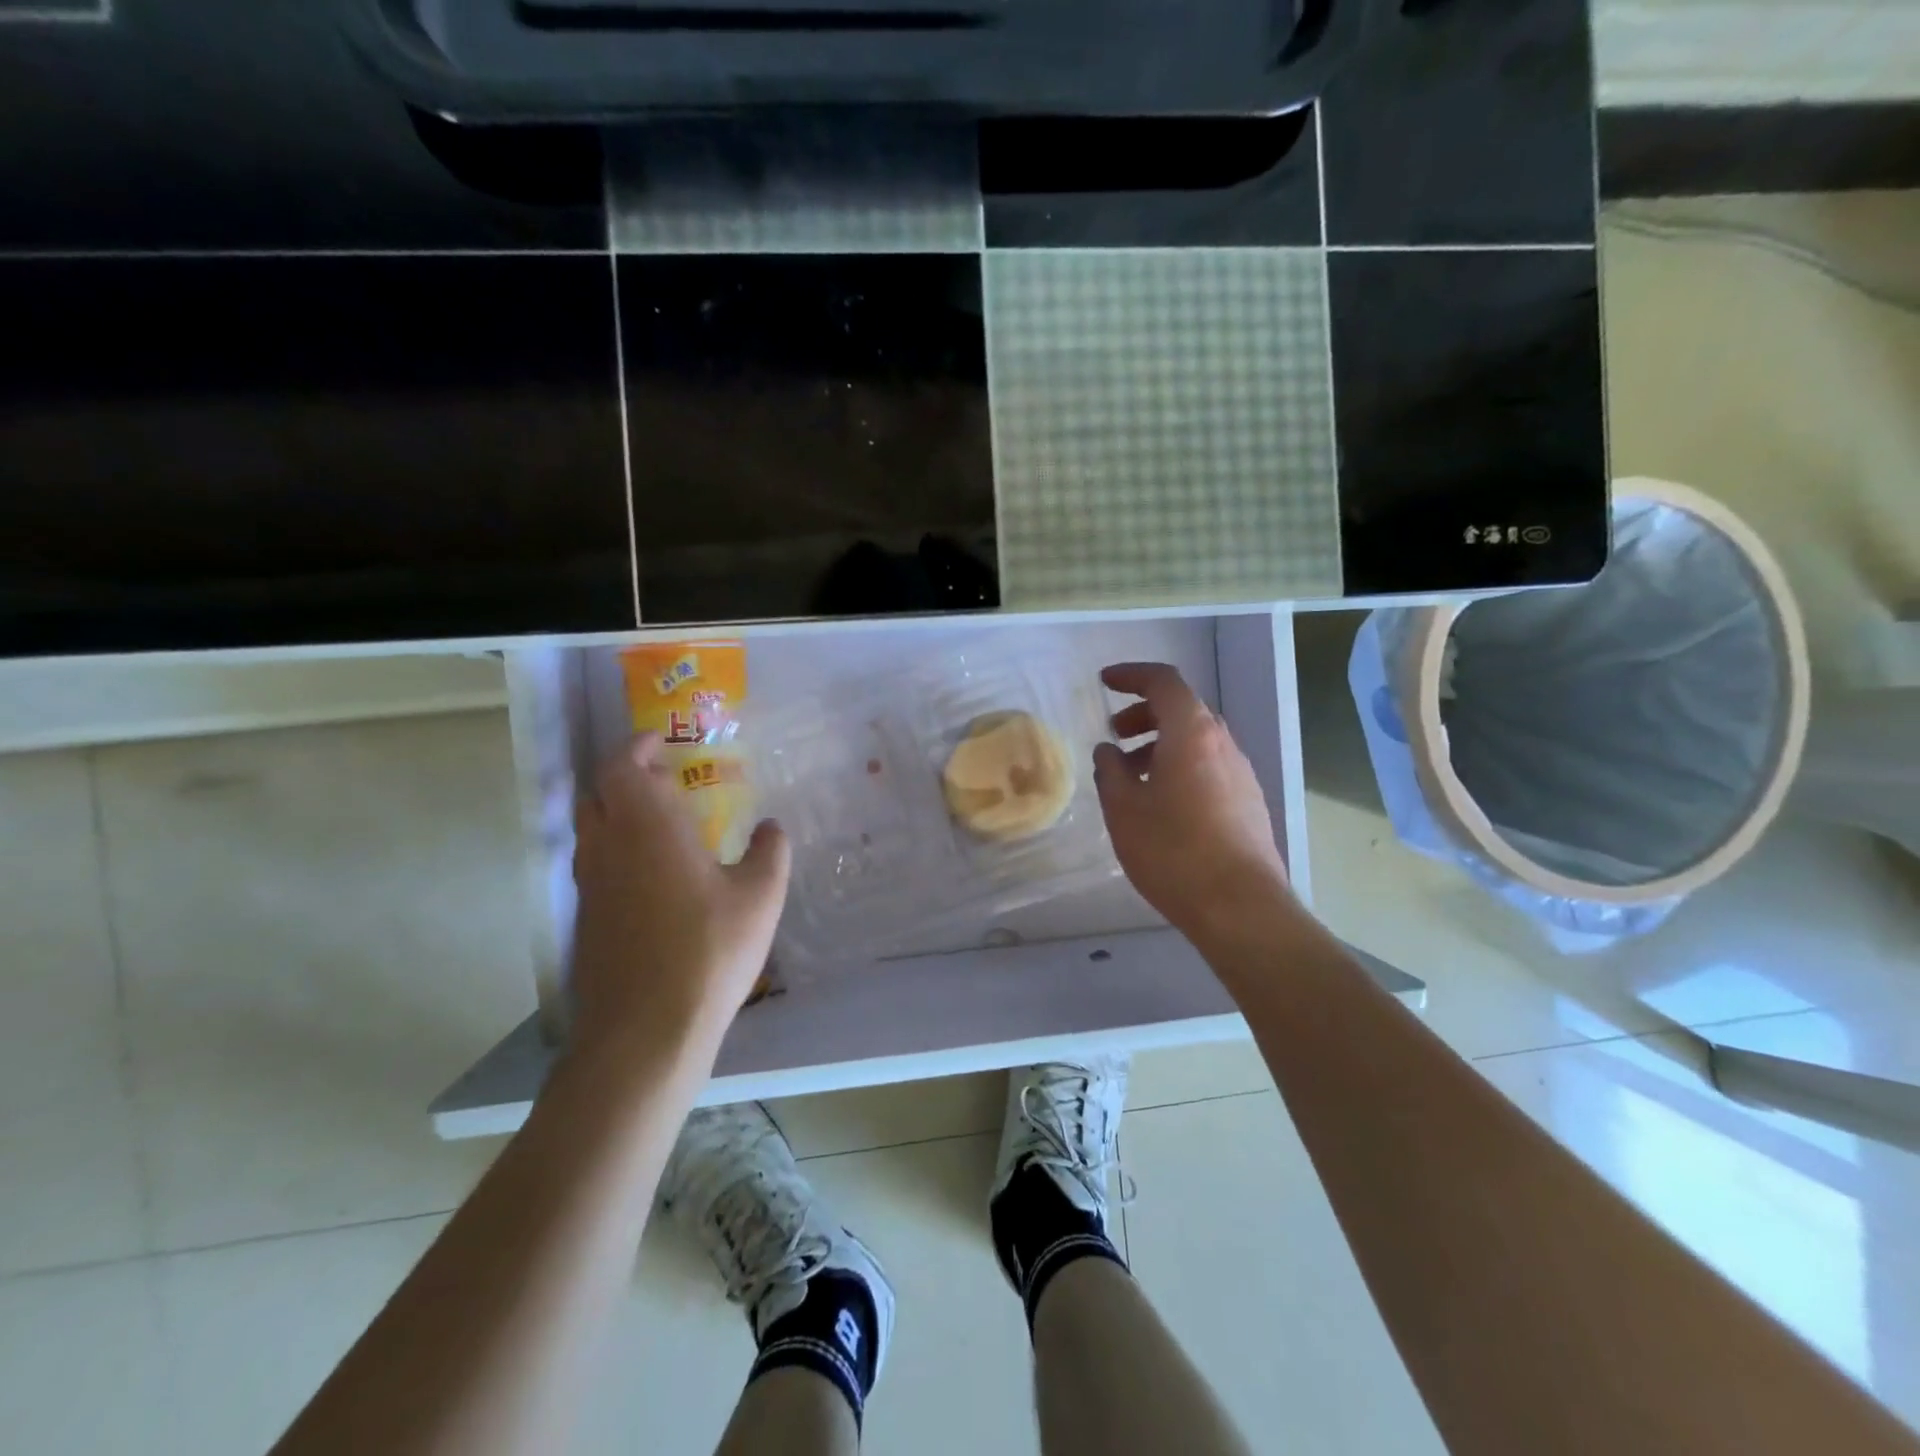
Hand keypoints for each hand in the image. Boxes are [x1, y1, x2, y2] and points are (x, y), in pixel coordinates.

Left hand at [568, 734, 789, 1062]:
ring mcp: (590, 887)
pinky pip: (595, 866)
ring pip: (591, 831)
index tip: (662, 742)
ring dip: (618, 814)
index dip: (637, 747)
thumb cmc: (708, 951)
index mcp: (646, 827)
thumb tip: (770, 827)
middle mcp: (608, 848)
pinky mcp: (587, 922)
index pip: (622, 766)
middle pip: (597, 794)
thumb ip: (770, 852)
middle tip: (664, 780)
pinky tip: (654, 877)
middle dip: (624, 777)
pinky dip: (617, 851)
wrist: (644, 1032)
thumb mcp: (761, 896)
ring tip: (662, 824)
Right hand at [1093, 663, 1295, 941]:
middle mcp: (1223, 744)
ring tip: (1131, 775)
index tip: (1104, 683)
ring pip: (1197, 741)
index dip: (1132, 675)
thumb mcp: (1123, 809)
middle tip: (1115, 735)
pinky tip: (1161, 803)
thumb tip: (1109, 752)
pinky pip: (1209, 767)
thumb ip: (1110, 771)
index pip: (1163, 682)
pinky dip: (1180, 767)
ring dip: (1161, 744)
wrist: (1239, 906)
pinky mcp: (1249, 802)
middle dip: (1144, 714)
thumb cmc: (1173, 850)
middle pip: (1183, 709)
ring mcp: (1241, 774)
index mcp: (1192, 733)